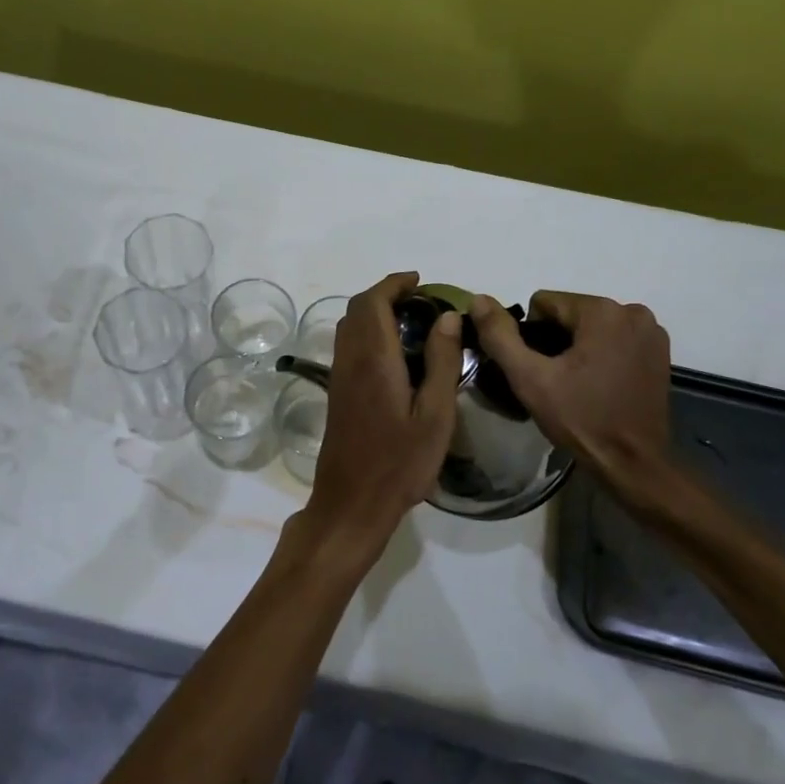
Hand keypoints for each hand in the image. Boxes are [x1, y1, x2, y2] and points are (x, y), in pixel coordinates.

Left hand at [295, 271, 460, 571]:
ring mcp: (339, 376)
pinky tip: (392, 352)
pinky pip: (347, 345)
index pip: (374, 302)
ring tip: (409, 320)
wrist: (351, 502)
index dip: (394, 284)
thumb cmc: (399, 463)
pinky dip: (367, 332)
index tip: (419, 281)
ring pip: (348, 326)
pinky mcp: (337, 393)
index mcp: (374, 359)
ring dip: (373, 312)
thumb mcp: (434, 415)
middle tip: (418, 299)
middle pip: (357, 309)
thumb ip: (441, 362)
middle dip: (384, 294)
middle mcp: (349, 360)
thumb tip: (447, 317)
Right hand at [472, 291, 675, 500]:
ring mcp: (651, 332)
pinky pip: (615, 339)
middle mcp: (632, 311)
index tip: (540, 370)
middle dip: (556, 341)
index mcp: (601, 311)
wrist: (633, 464)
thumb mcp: (529, 378)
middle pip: (570, 313)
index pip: (544, 303)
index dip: (532, 336)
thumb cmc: (580, 419)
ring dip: (579, 348)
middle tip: (556, 381)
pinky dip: (602, 354)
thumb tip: (478, 299)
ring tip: (577, 385)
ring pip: (592, 326)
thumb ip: (499, 335)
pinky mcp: (660, 352)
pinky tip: (600, 385)